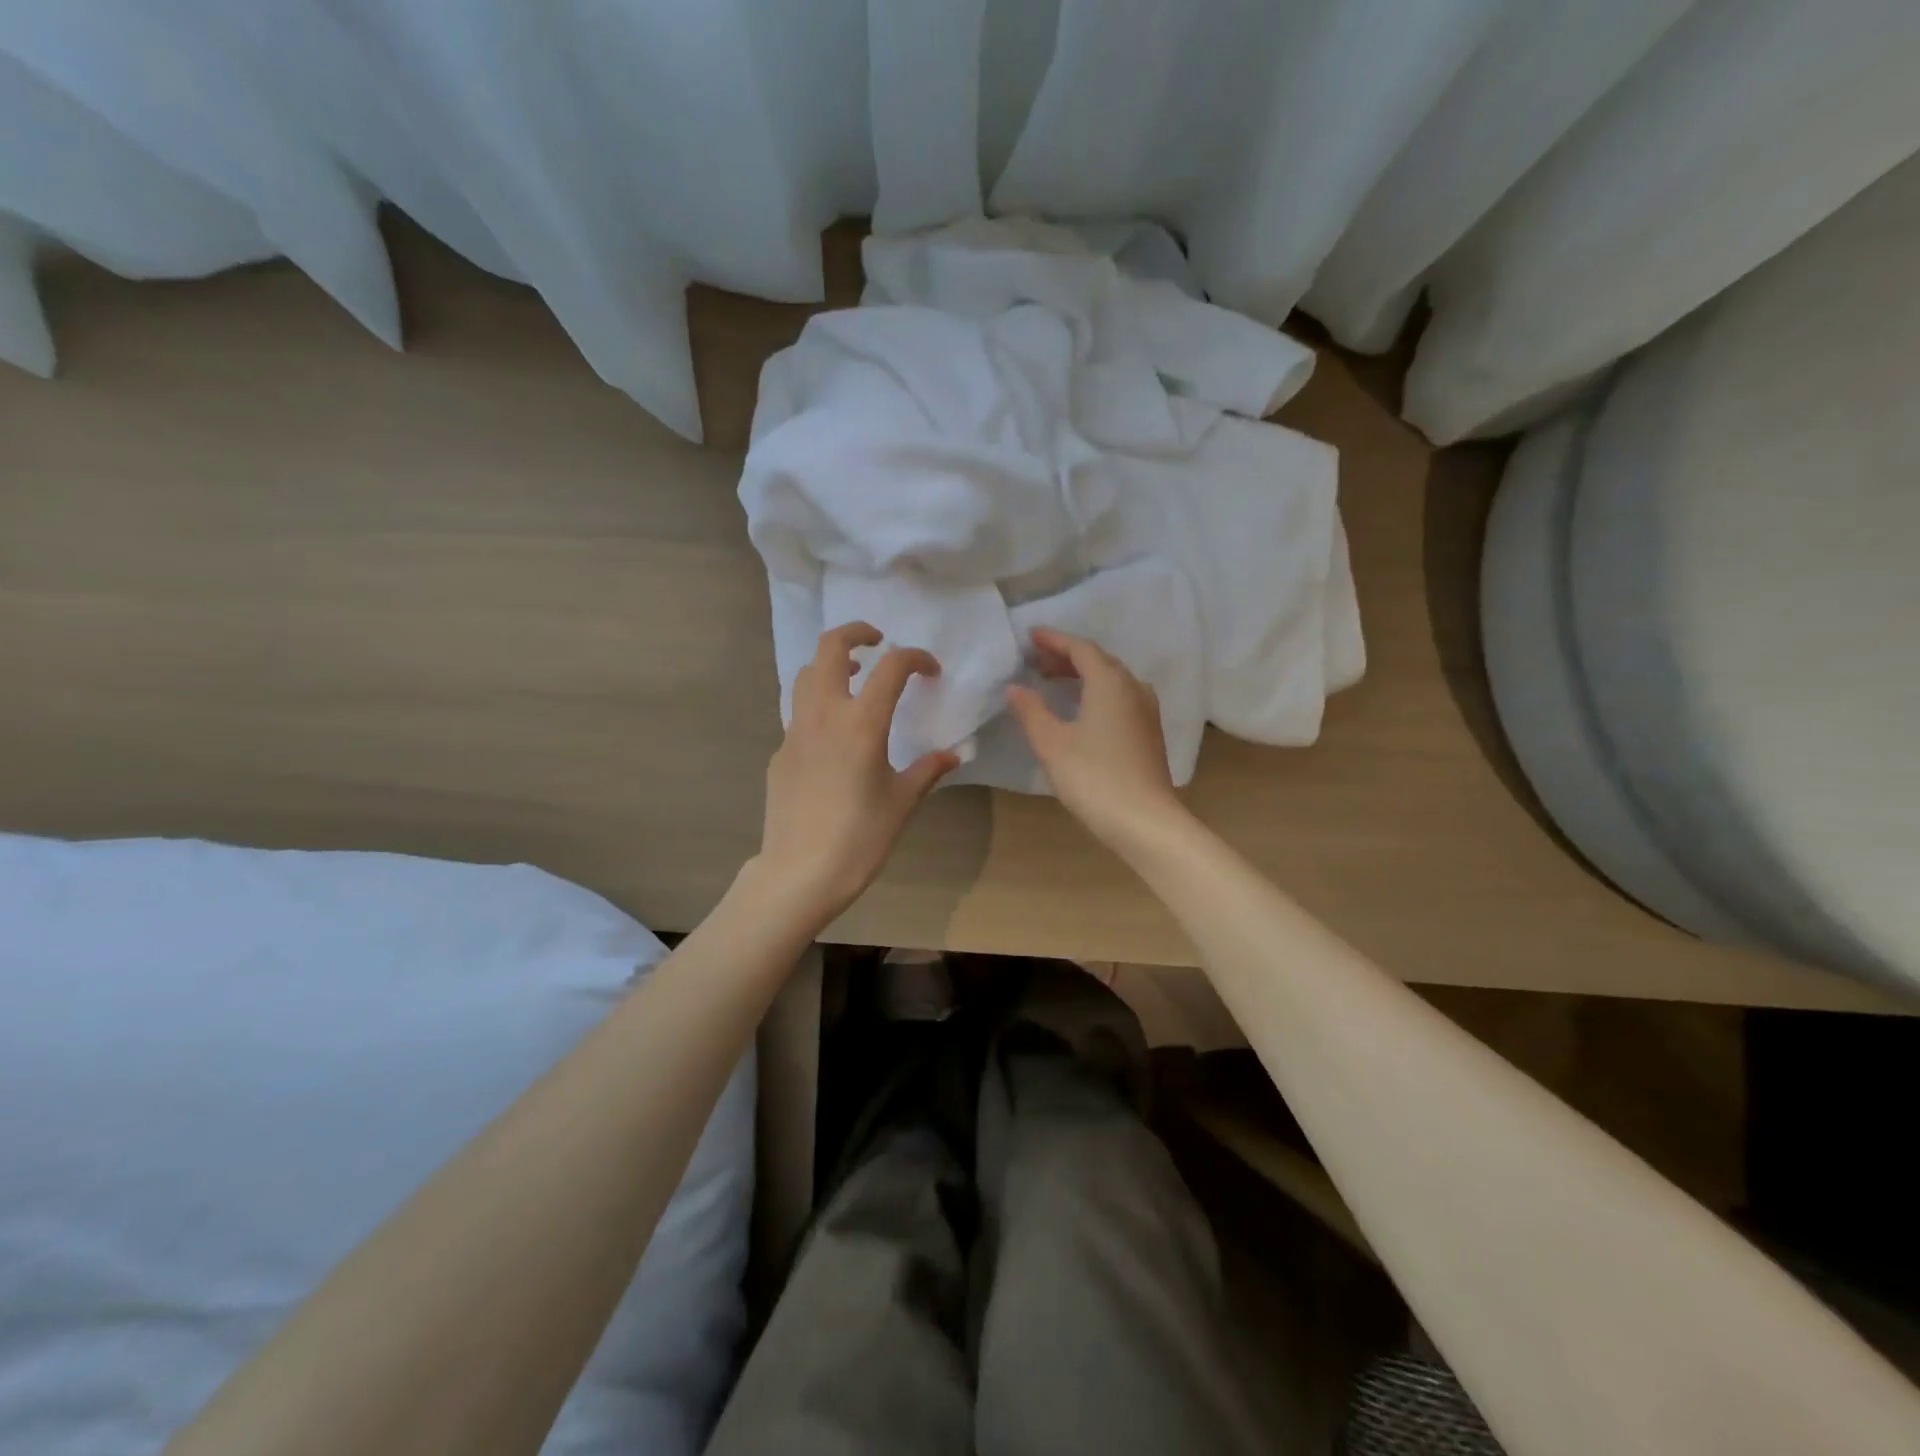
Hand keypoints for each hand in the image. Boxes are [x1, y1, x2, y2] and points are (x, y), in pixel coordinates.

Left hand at [754, 622, 958, 925]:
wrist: (800, 873)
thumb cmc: (860, 838)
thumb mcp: (902, 803)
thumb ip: (927, 771)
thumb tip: (952, 755)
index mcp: (861, 723)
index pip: (891, 667)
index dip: (915, 657)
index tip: (930, 671)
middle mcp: (824, 715)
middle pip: (830, 648)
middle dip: (855, 633)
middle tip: (878, 643)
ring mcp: (795, 732)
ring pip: (807, 675)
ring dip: (832, 665)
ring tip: (855, 680)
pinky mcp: (780, 753)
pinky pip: (799, 713)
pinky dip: (819, 705)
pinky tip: (835, 736)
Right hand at [1006, 628, 1185, 846]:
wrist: (1145, 821)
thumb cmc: (1093, 777)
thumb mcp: (1052, 744)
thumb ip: (1031, 711)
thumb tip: (1015, 687)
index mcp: (1110, 682)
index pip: (1080, 648)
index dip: (1054, 640)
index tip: (1030, 637)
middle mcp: (1133, 688)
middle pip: (1099, 661)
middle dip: (1067, 657)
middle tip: (1036, 662)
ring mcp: (1147, 711)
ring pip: (1113, 680)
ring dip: (1084, 675)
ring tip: (1057, 683)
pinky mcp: (1150, 733)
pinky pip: (1121, 698)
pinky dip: (1098, 693)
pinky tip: (1084, 711)